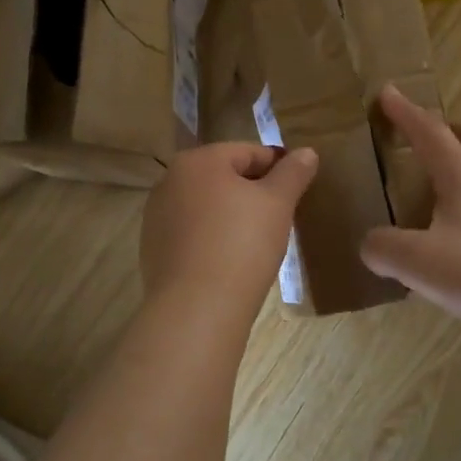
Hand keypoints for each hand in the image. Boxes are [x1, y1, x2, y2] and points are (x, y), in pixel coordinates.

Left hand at [141, 143, 318, 321]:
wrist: (196, 309)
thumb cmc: (242, 245)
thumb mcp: (277, 204)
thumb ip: (293, 173)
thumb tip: (307, 152)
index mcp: (197, 161)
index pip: (248, 152)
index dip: (278, 168)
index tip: (297, 189)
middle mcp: (169, 181)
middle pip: (223, 177)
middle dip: (252, 192)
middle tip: (280, 217)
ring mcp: (156, 216)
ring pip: (206, 206)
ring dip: (230, 215)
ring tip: (257, 242)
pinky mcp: (153, 249)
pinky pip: (191, 233)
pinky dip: (211, 239)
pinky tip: (229, 261)